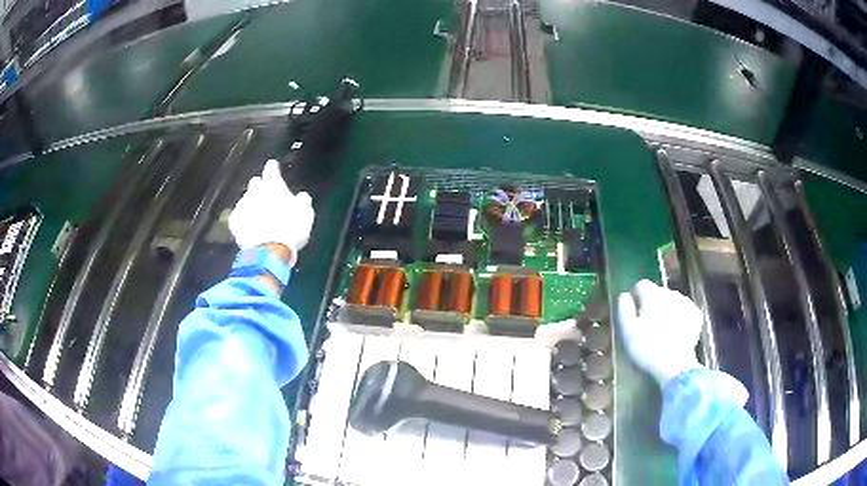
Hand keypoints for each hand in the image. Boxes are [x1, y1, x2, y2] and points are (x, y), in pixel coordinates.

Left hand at [229, 160, 314, 264]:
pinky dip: (243, 219)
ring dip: (252, 204)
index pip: (271, 168)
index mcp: (273, 185)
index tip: (274, 167)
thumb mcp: (305, 214)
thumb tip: (302, 196)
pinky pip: (238, 216)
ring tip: (258, 216)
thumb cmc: (291, 229)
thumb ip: (302, 201)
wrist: (269, 251)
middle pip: (255, 183)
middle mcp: (255, 191)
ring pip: (246, 200)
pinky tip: (248, 226)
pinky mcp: (234, 222)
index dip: (273, 167)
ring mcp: (242, 205)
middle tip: (268, 196)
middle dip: (260, 187)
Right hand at [617, 280, 702, 387]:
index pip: (641, 285)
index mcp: (653, 295)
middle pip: (658, 292)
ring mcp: (686, 303)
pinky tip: (676, 332)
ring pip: (672, 301)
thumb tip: (624, 296)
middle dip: (652, 304)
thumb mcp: (628, 331)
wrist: (675, 365)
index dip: (636, 297)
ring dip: (667, 310)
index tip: (634, 312)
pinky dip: (680, 317)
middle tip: (648, 324)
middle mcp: (671, 293)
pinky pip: (684, 310)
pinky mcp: (696, 315)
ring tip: (662, 330)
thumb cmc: (647, 348)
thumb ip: (624, 310)